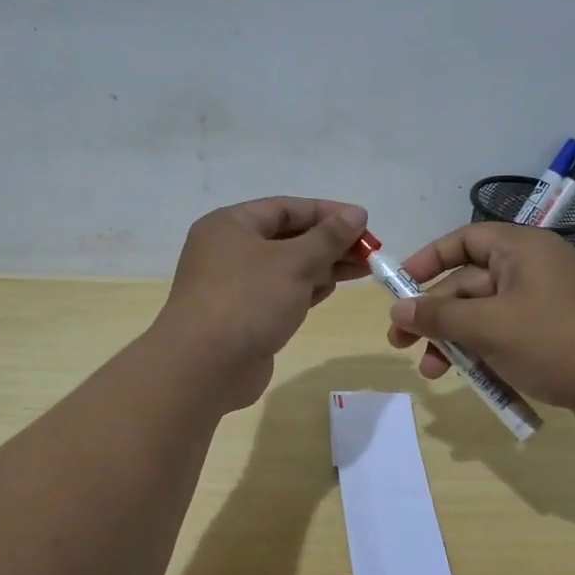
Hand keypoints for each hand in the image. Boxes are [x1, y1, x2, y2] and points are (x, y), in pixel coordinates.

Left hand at [154, 197, 370, 410]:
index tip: (364, 221)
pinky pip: (280, 294)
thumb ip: (328, 237)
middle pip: (287, 237)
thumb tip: (356, 214)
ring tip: (362, 269)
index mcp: (230, 225)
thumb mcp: (294, 262)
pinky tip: (334, 288)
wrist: (205, 366)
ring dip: (323, 266)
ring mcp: (234, 286)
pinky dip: (307, 289)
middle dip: (329, 242)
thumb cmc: (248, 300)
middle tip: (370, 250)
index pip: (285, 208)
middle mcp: (228, 251)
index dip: (327, 212)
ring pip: (286, 268)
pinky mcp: (243, 316)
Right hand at [385, 223, 574, 429]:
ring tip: (432, 372)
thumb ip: (439, 317)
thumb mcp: (489, 327)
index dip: (428, 260)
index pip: (464, 240)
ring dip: (455, 343)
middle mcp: (532, 270)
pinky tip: (470, 382)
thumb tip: (396, 310)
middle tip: (401, 345)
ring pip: (485, 317)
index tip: (399, 287)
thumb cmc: (556, 340)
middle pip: (469, 284)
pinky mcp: (554, 337)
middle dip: (435, 317)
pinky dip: (486, 356)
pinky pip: (507, 339)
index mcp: (520, 250)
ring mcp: (545, 305)